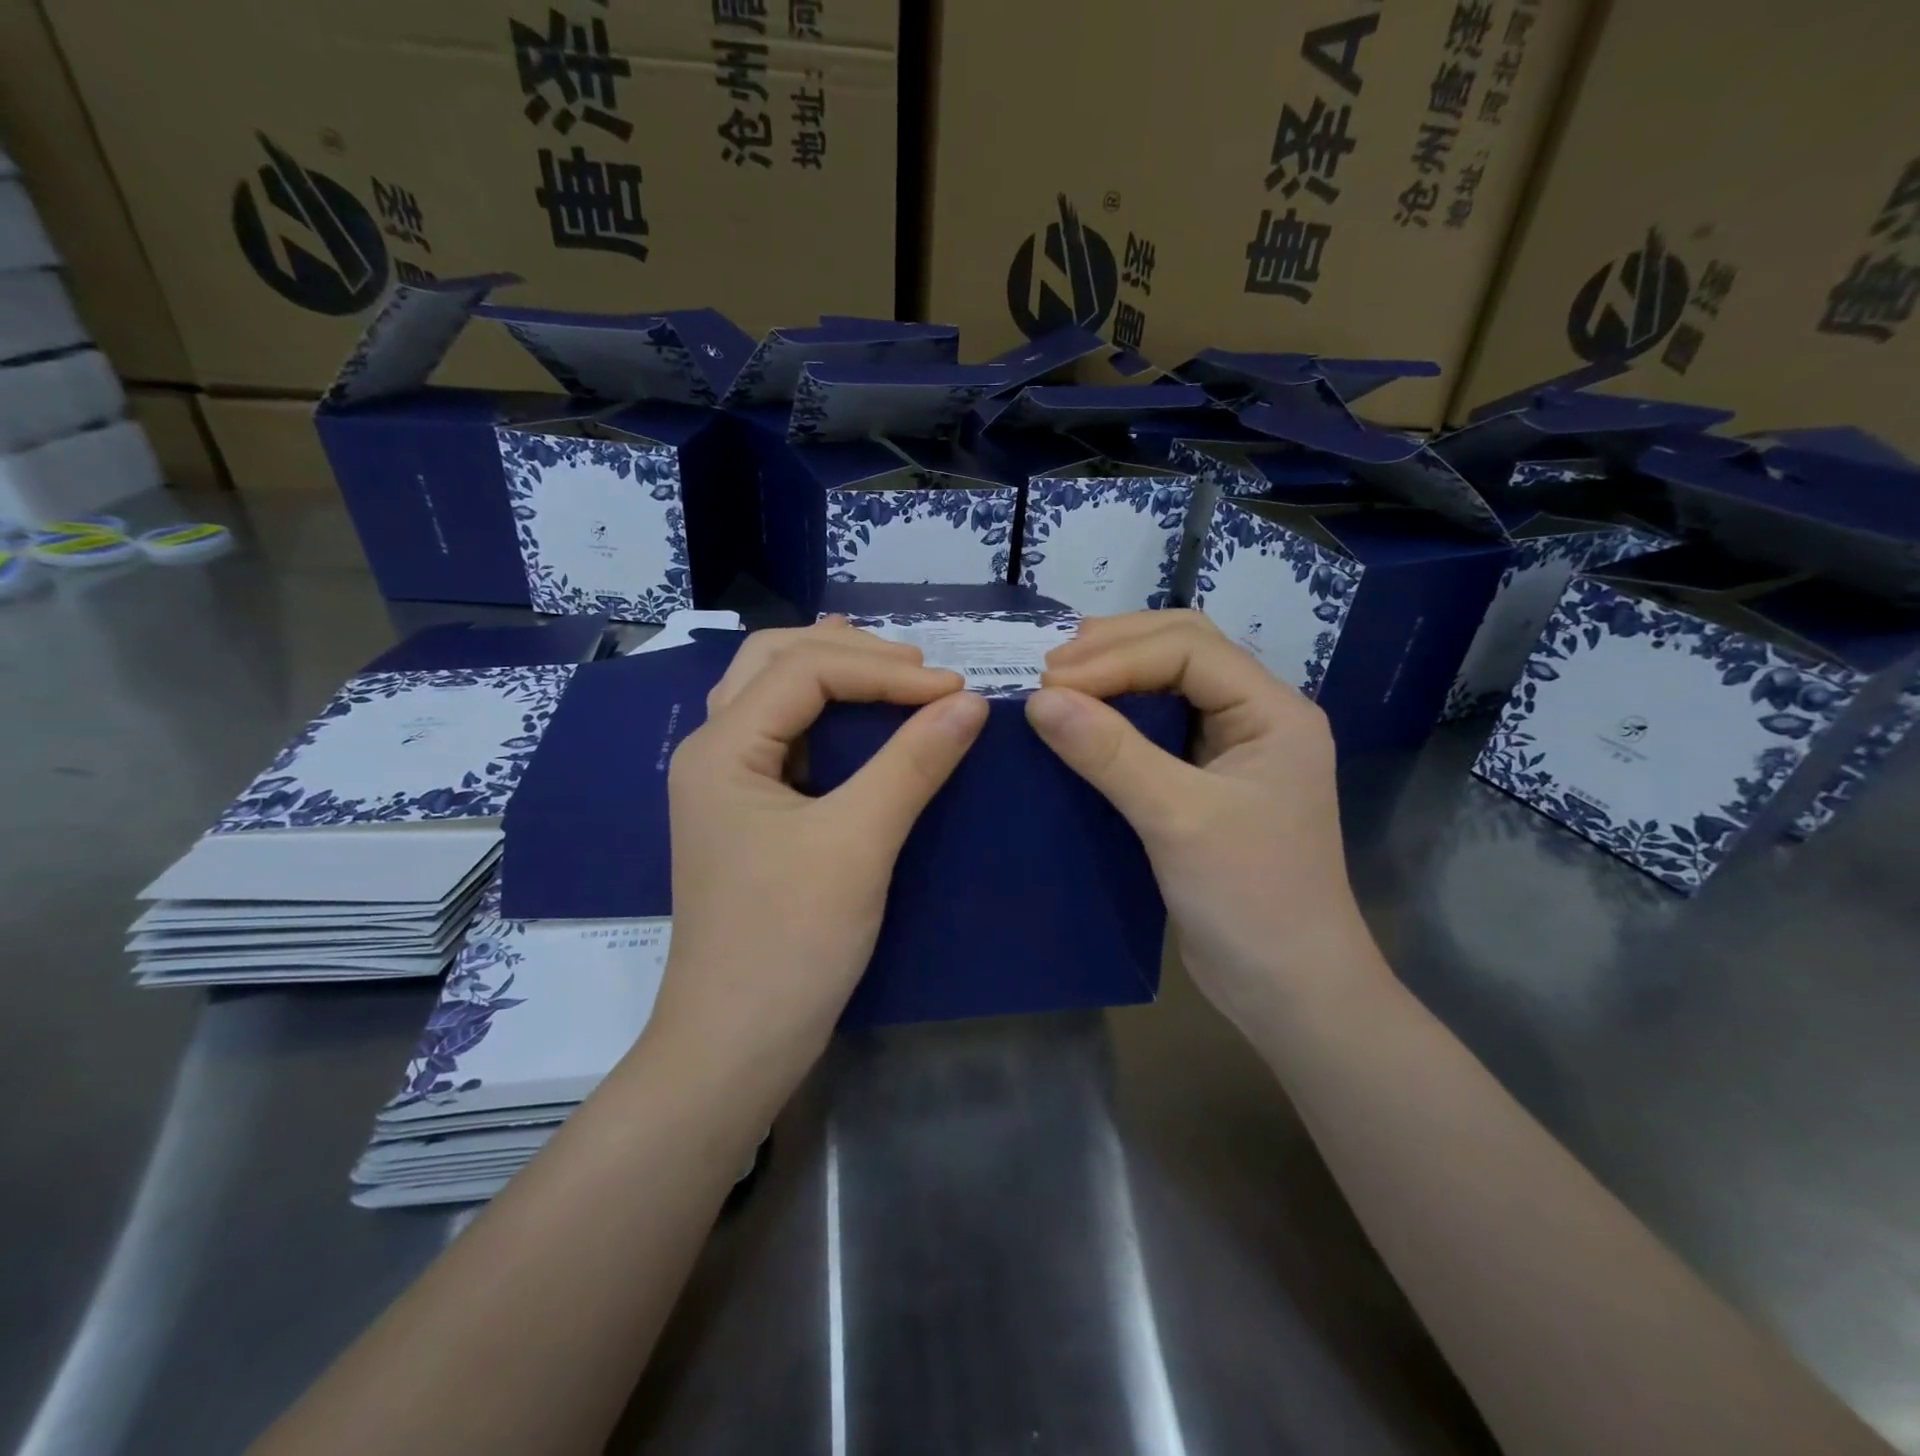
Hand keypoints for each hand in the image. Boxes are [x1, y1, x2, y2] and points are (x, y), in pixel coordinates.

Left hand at [647, 621, 988, 1102]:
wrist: (736, 1045)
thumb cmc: (790, 943)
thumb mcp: (858, 844)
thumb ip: (913, 763)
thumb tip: (970, 702)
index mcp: (721, 748)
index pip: (806, 670)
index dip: (885, 670)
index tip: (955, 690)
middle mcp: (712, 751)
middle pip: (775, 661)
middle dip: (851, 652)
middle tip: (920, 669)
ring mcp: (725, 783)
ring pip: (773, 693)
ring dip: (833, 671)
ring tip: (892, 667)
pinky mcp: (747, 812)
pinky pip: (784, 735)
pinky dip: (826, 712)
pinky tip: (858, 714)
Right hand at [1025, 611, 1384, 1029]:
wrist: (1289, 990)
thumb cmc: (1250, 900)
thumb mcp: (1178, 819)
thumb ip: (1111, 753)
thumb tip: (1039, 698)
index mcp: (1273, 711)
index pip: (1189, 650)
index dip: (1116, 656)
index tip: (1049, 680)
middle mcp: (1257, 716)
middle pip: (1183, 650)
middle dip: (1116, 649)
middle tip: (1048, 667)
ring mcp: (1233, 749)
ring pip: (1170, 684)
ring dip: (1114, 675)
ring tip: (1056, 682)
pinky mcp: (1207, 781)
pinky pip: (1157, 728)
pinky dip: (1117, 716)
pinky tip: (1081, 722)